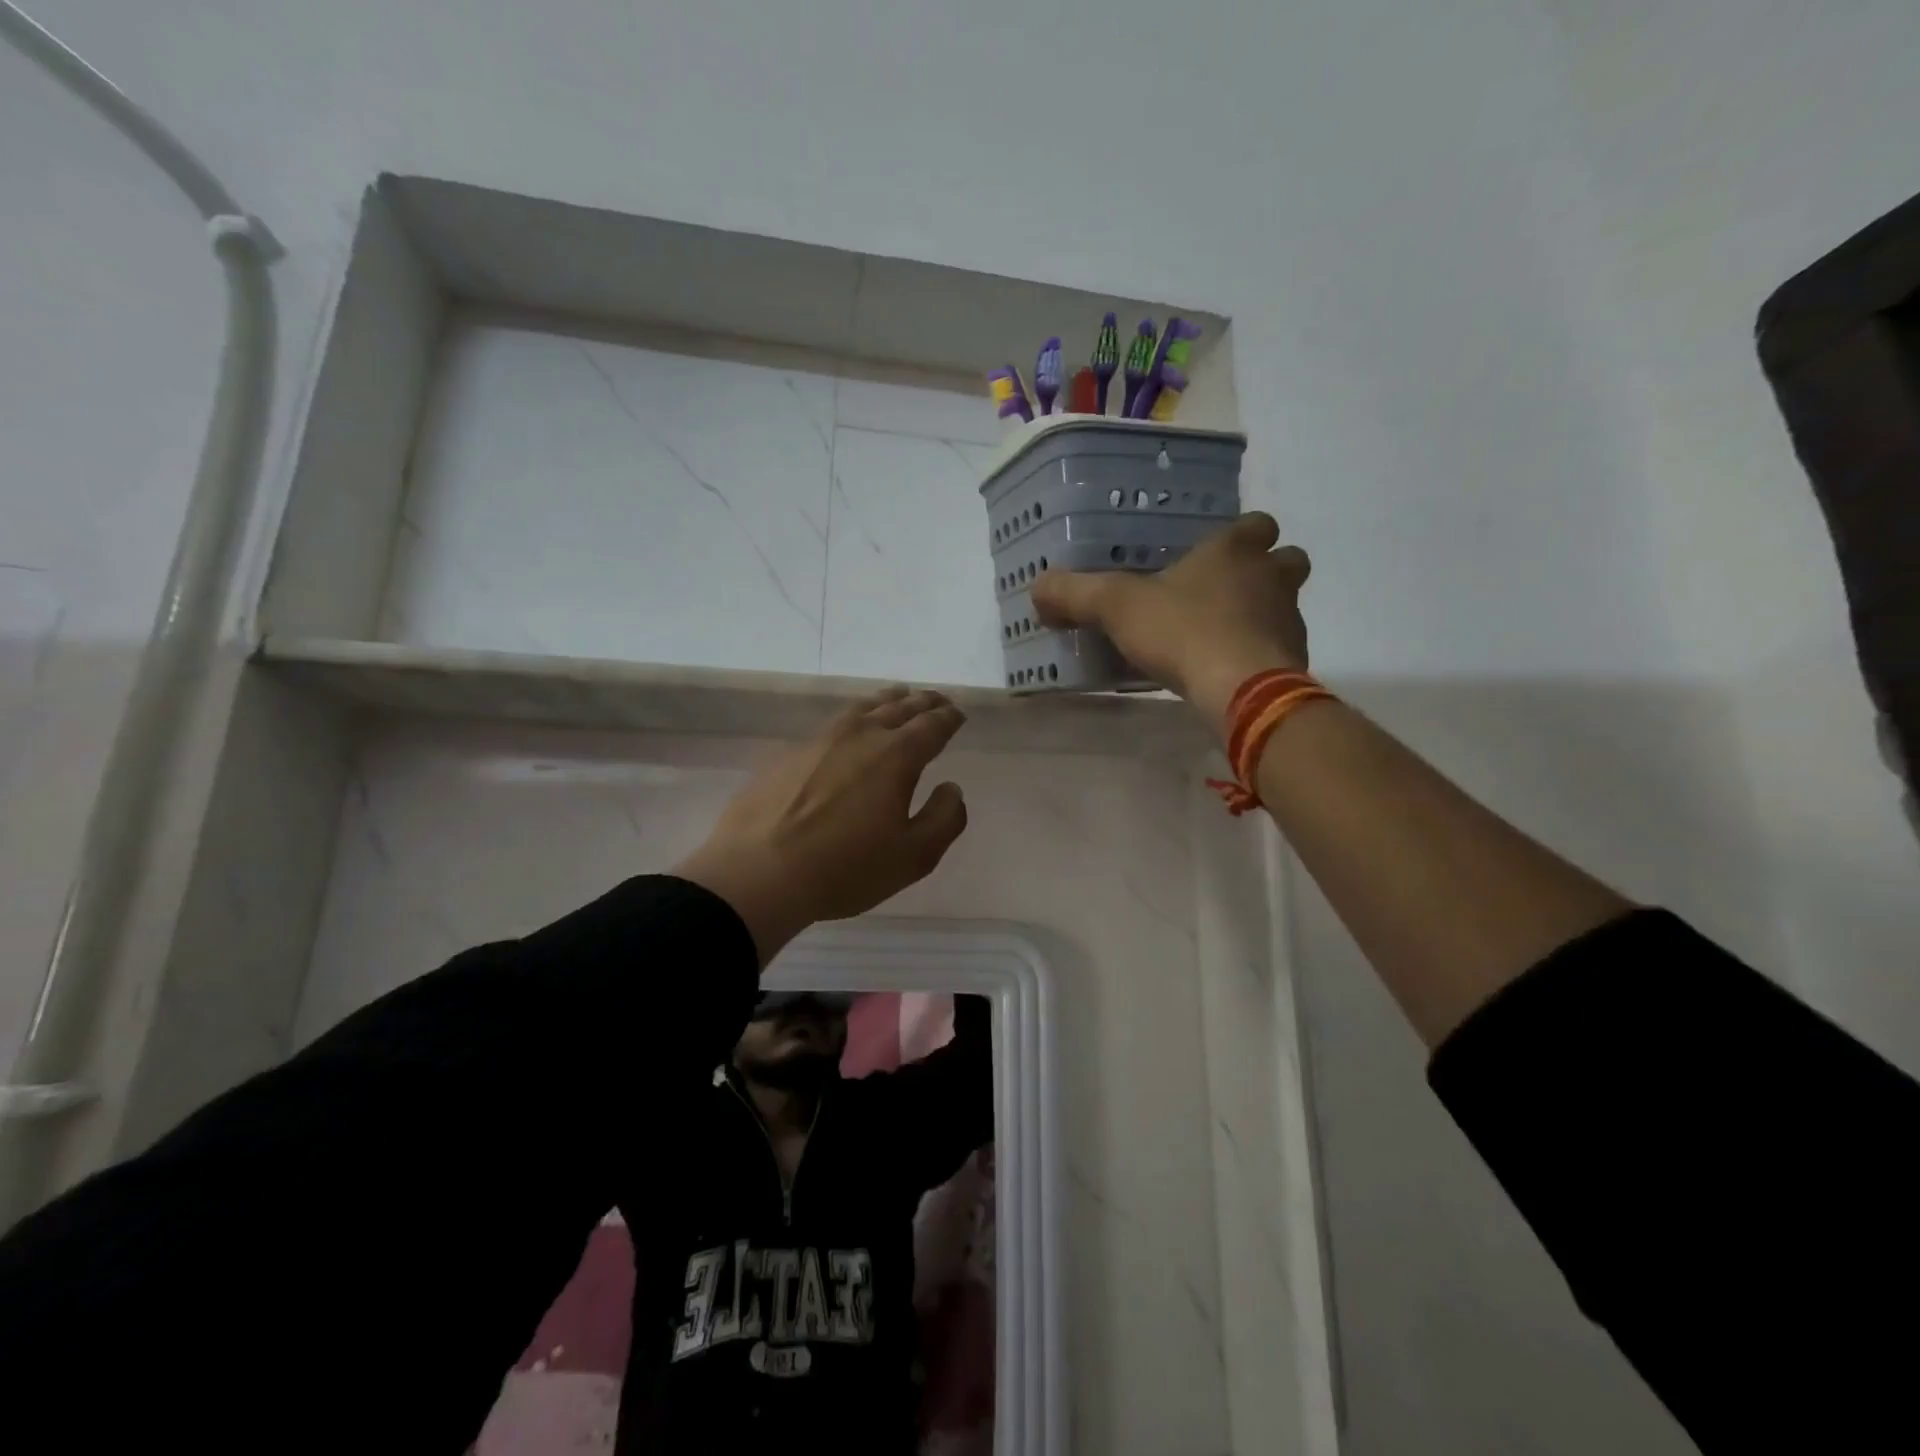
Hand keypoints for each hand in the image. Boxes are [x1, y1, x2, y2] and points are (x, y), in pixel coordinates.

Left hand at [674, 687, 968, 962]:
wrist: (759, 871)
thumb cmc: (846, 867)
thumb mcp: (913, 856)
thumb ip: (944, 818)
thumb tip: (952, 788)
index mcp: (896, 755)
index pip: (932, 725)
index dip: (948, 718)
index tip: (957, 714)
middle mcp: (860, 735)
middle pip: (898, 708)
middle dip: (922, 702)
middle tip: (936, 699)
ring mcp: (820, 739)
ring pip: (862, 708)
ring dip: (886, 701)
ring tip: (897, 697)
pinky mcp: (789, 753)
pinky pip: (832, 723)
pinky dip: (853, 718)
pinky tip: (848, 730)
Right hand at [1032, 512, 1311, 732]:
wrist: (1240, 689)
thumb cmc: (1182, 631)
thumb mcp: (1116, 607)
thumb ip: (1075, 594)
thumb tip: (1038, 588)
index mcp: (1233, 550)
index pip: (1256, 523)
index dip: (1240, 534)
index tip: (1216, 552)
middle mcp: (1271, 576)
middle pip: (1286, 559)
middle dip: (1265, 570)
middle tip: (1227, 591)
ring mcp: (1288, 618)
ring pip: (1286, 604)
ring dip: (1263, 613)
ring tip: (1224, 635)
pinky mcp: (1294, 659)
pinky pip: (1281, 647)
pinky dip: (1262, 653)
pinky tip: (1230, 670)